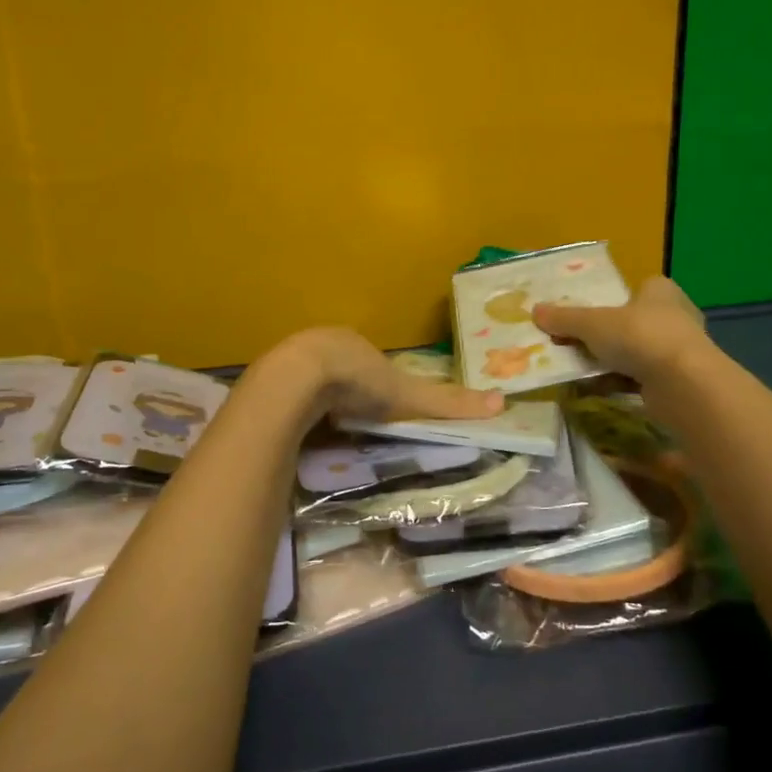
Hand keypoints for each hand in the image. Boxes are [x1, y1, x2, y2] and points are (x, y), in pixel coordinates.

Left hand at [264, 327, 505, 423]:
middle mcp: (322, 345)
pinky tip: (301, 428)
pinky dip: (297, 410)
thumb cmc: (355, 380)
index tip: (381, 405)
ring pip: (311, 382)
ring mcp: (292, 361)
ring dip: (319, 400)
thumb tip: (501, 403)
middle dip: (347, 390)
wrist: (295, 381)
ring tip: (328, 427)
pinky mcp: (269, 382)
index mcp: (354, 343)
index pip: (371, 360)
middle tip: (354, 417)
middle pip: (340, 369)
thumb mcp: (407, 395)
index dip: (377, 381)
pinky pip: (288, 396)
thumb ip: (447, 403)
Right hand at [533, 275, 706, 380]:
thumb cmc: (640, 337)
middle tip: (572, 343)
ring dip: (608, 361)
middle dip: (603, 335)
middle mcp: (673, 316)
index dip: (609, 299)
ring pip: (634, 352)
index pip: (634, 288)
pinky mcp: (676, 381)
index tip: (583, 314)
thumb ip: (565, 318)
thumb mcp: (593, 324)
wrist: (683, 385)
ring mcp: (677, 350)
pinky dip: (617, 382)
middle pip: (629, 322)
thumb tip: (535, 310)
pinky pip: (639, 377)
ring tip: (576, 368)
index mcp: (659, 291)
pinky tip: (593, 389)